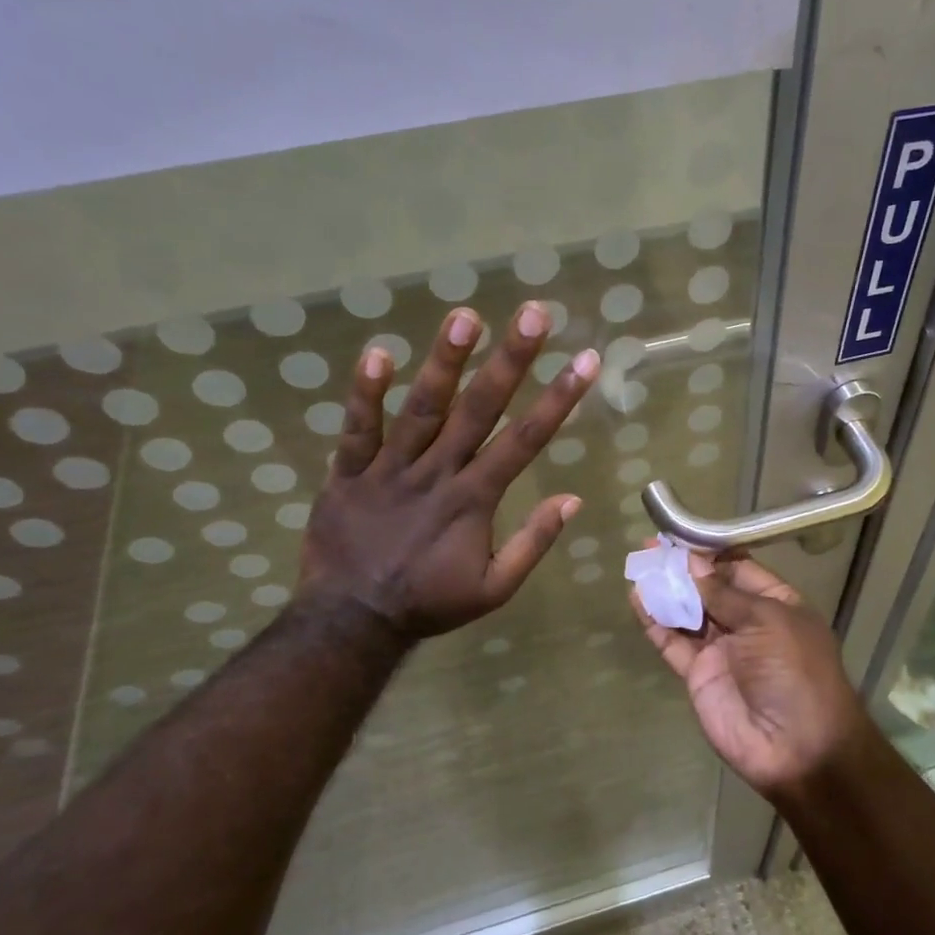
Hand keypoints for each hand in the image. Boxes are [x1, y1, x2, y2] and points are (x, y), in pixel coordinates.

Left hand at [298, 302, 598, 638]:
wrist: (353, 621)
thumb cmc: (430, 603)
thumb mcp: (495, 588)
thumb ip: (532, 542)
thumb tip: (572, 499)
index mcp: (474, 499)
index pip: (525, 440)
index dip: (558, 399)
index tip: (585, 361)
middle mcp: (437, 473)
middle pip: (479, 409)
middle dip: (511, 360)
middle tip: (534, 313)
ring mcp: (390, 469)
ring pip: (422, 408)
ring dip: (445, 362)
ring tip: (465, 317)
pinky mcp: (348, 472)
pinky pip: (357, 429)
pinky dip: (365, 393)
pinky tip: (378, 352)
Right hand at [631, 554, 879, 800]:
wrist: (796, 747)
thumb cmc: (794, 671)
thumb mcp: (768, 620)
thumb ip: (725, 594)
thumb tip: (693, 564)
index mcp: (776, 605)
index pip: (740, 569)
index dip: (711, 553)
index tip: (682, 535)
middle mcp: (747, 623)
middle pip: (709, 589)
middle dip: (682, 568)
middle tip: (650, 545)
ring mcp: (721, 650)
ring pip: (687, 613)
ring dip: (664, 590)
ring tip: (638, 565)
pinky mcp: (698, 675)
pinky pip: (672, 642)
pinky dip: (655, 622)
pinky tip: (637, 599)